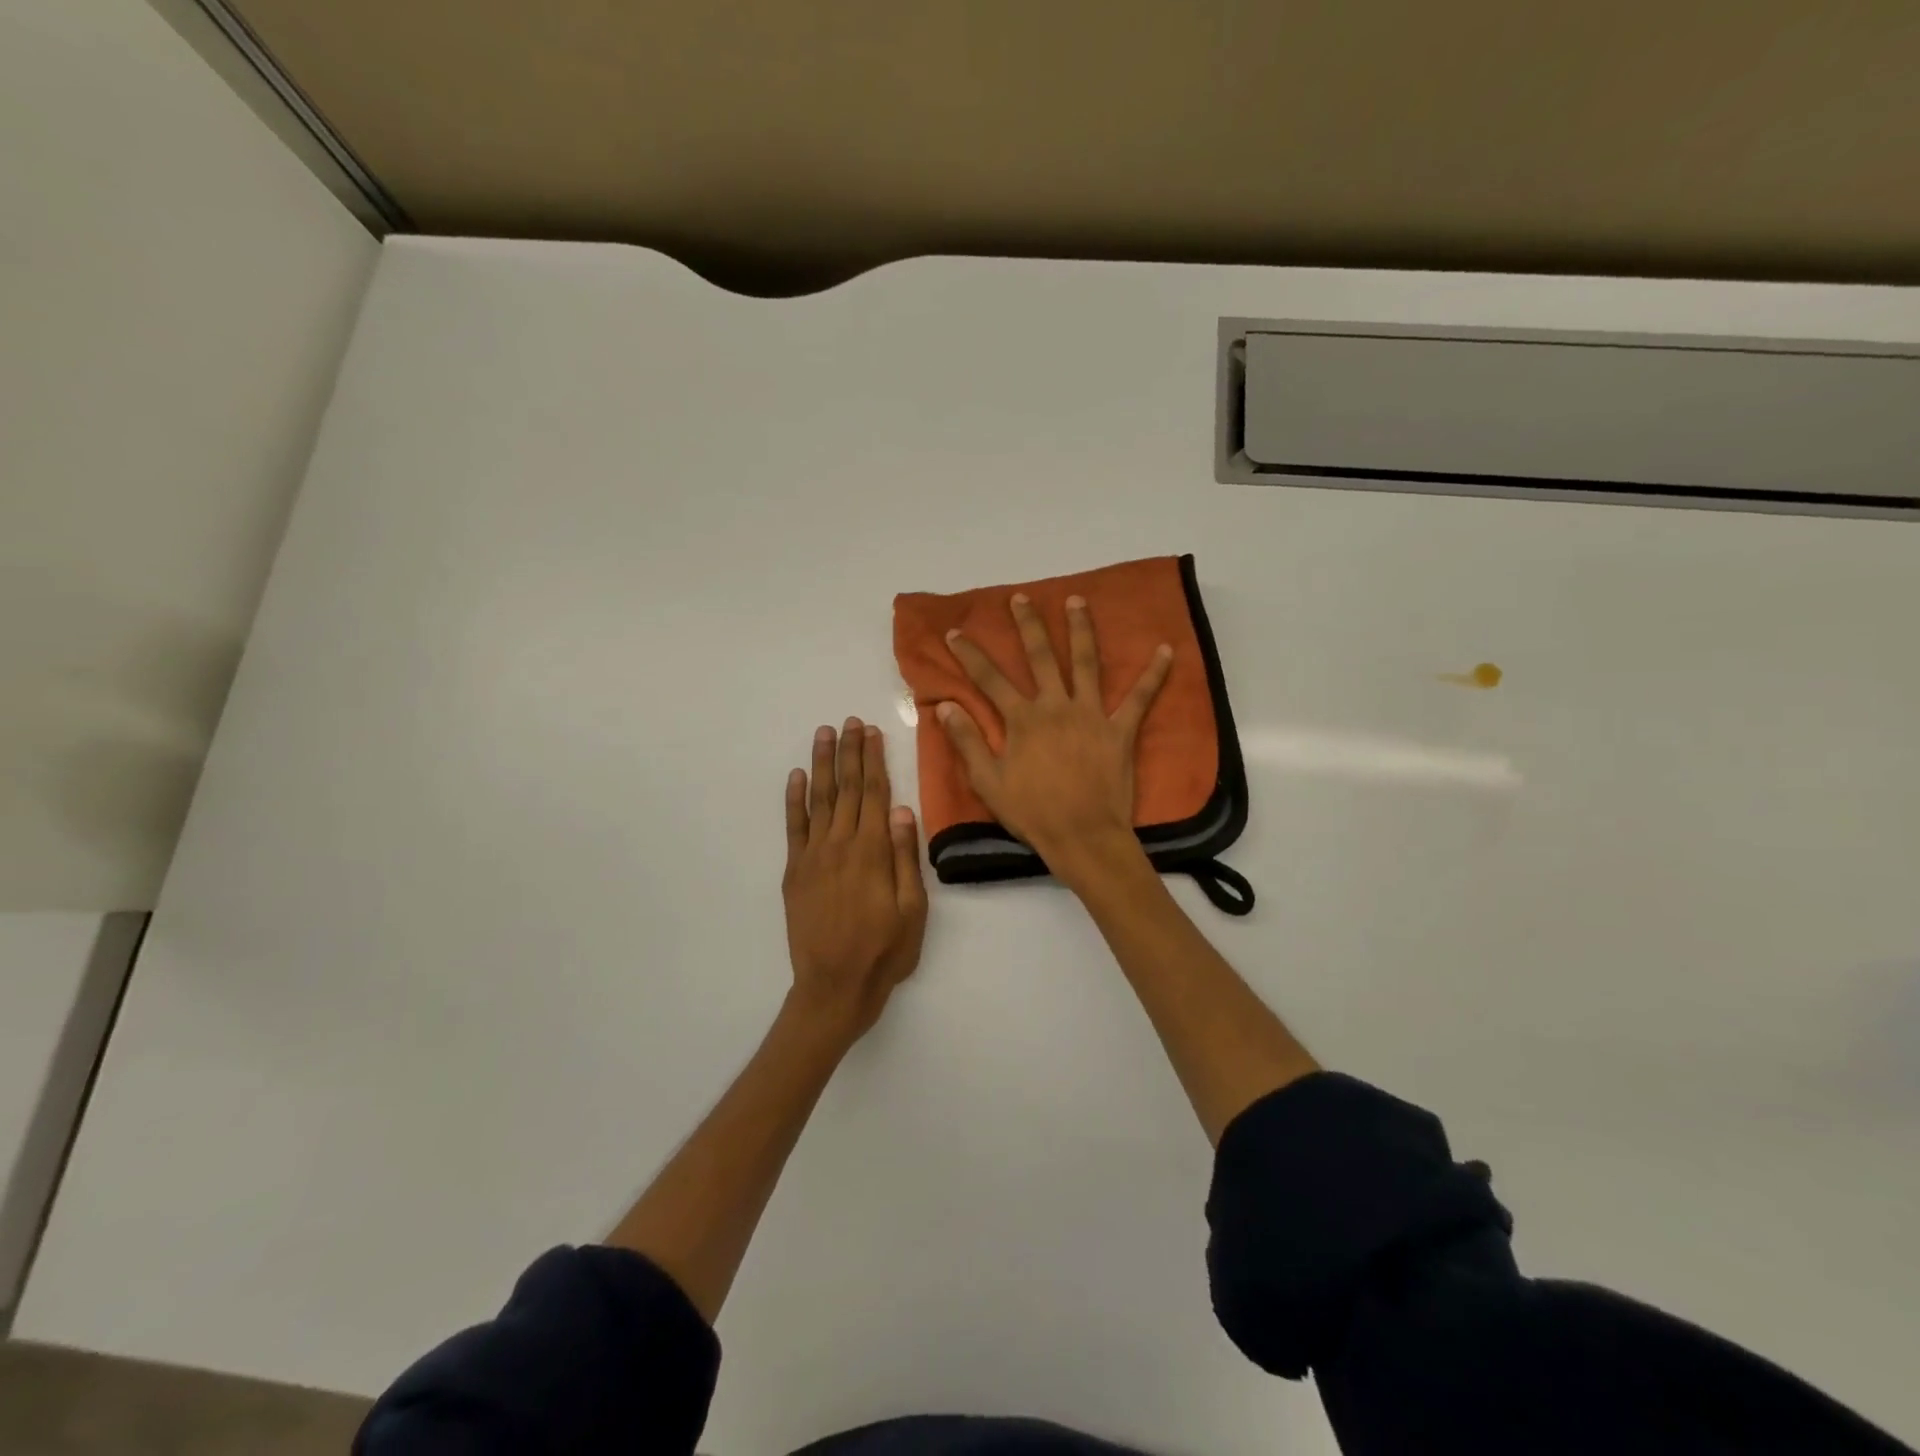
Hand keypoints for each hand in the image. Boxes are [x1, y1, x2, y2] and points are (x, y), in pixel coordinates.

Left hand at [782, 718, 928, 1040]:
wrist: (834, 987)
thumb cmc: (884, 951)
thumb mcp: (913, 909)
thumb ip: (905, 856)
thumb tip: (902, 809)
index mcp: (872, 851)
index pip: (873, 793)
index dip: (873, 760)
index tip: (872, 732)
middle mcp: (840, 844)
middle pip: (846, 788)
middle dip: (849, 752)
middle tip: (850, 722)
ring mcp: (813, 856)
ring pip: (819, 799)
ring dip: (822, 764)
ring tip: (824, 734)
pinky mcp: (795, 871)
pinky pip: (793, 827)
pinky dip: (794, 799)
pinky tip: (796, 777)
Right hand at [938, 593, 1172, 875]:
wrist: (1082, 836)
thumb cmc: (1032, 812)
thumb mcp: (988, 781)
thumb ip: (968, 741)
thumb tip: (947, 706)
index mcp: (1023, 720)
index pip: (990, 680)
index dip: (970, 655)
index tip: (955, 633)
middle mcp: (1056, 707)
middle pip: (1041, 657)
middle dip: (1029, 625)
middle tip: (1021, 598)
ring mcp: (1091, 715)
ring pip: (1086, 663)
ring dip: (1081, 629)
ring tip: (1077, 600)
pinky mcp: (1120, 730)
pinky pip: (1140, 698)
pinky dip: (1154, 674)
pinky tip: (1166, 650)